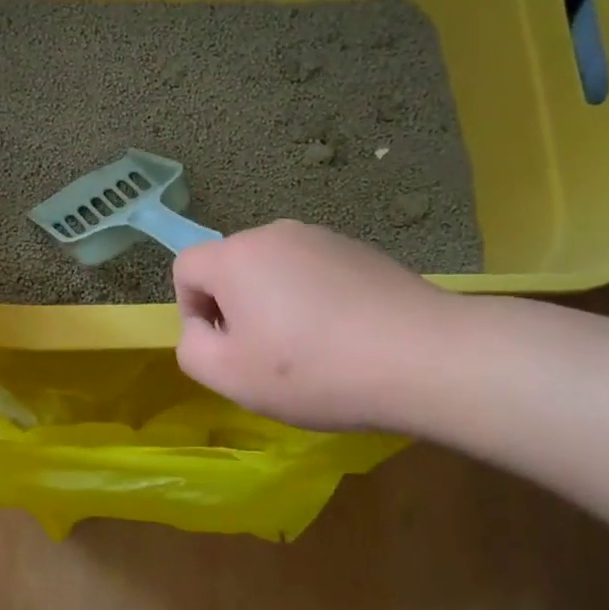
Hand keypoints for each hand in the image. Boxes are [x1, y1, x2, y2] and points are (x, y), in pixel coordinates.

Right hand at [172, 220, 457, 431]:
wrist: (422, 356)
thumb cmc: (311, 369)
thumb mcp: (229, 376)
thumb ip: (192, 348)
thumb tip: (203, 328)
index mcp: (236, 256)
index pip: (186, 268)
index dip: (191, 311)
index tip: (226, 348)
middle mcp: (275, 234)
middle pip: (232, 268)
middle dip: (237, 309)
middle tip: (267, 356)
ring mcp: (324, 238)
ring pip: (276, 272)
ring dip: (277, 306)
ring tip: (312, 351)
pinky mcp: (362, 251)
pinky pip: (317, 274)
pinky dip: (317, 302)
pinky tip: (347, 338)